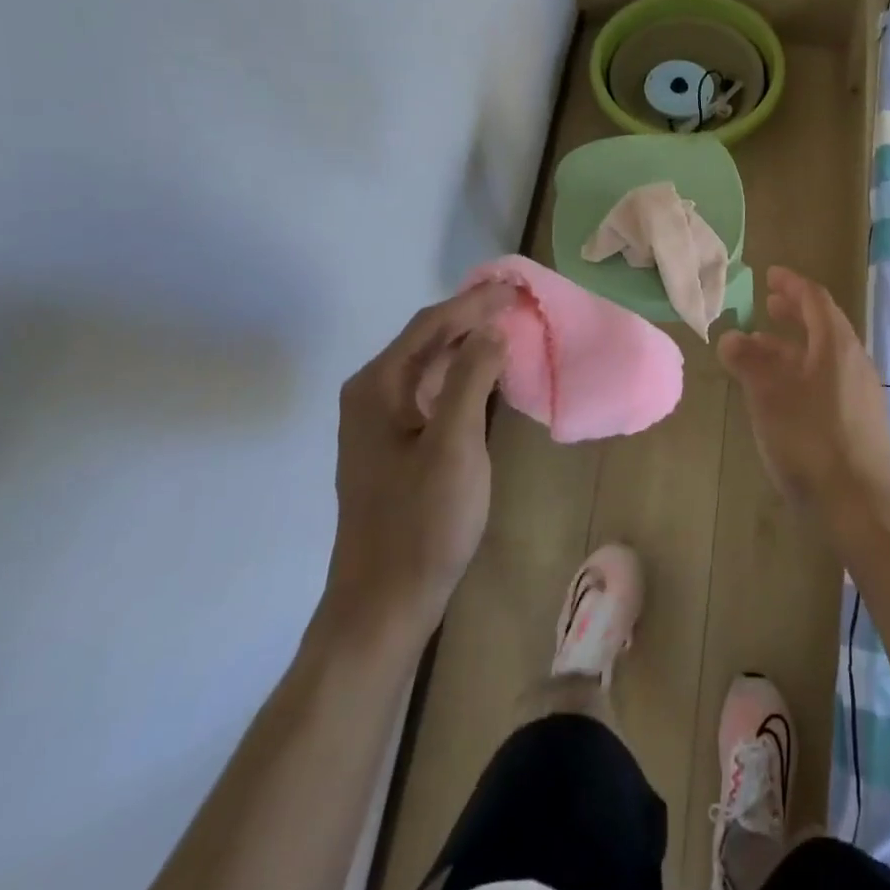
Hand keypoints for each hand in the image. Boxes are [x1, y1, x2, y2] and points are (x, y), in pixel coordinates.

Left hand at [322, 284, 513, 642]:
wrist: (384, 601)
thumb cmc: (422, 521)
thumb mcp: (453, 445)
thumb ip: (470, 379)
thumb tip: (491, 329)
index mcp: (378, 387)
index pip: (432, 325)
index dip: (475, 302)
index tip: (517, 288)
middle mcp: (372, 395)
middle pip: (426, 339)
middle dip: (471, 316)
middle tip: (517, 301)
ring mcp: (380, 422)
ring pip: (429, 364)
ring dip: (467, 343)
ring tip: (508, 327)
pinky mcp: (394, 445)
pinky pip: (430, 390)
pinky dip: (461, 374)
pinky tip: (487, 376)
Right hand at [717, 267, 889, 522]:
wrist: (860, 505)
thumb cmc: (810, 441)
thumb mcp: (769, 398)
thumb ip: (749, 363)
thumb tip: (731, 337)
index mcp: (836, 346)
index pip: (815, 299)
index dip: (791, 284)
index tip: (769, 275)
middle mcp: (855, 361)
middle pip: (824, 324)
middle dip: (794, 312)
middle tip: (767, 304)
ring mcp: (862, 391)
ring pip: (825, 355)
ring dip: (794, 345)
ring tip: (763, 349)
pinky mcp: (862, 419)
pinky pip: (830, 379)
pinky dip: (805, 371)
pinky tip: (785, 392)